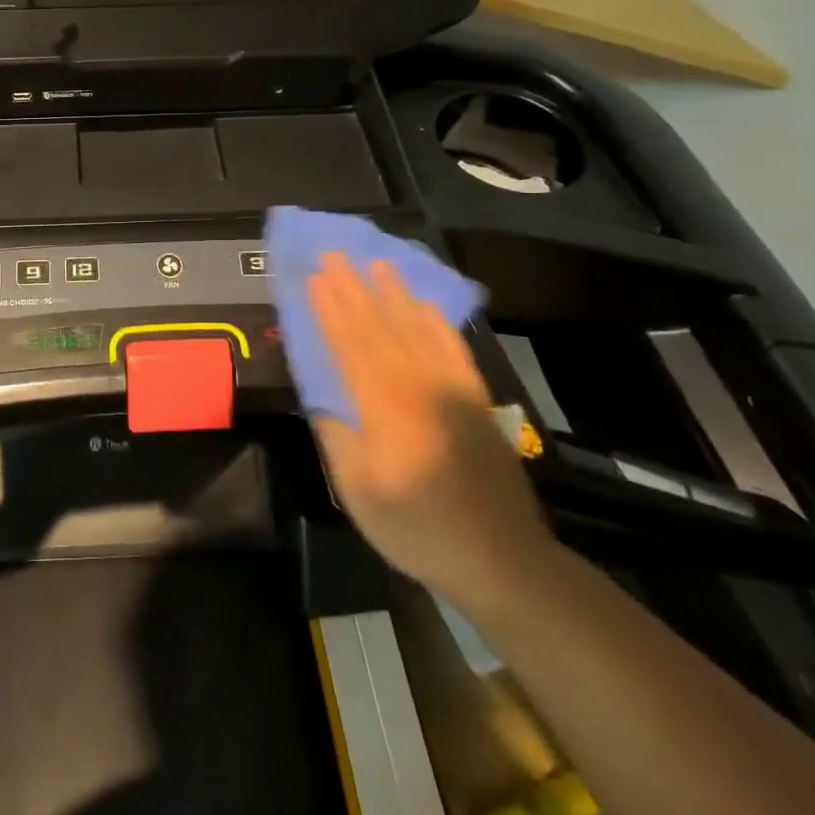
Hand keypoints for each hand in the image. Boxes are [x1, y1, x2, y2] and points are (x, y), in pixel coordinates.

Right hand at [308, 254, 556, 614]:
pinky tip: (424, 305)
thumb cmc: (418, 528)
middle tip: (334, 255)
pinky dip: (435, 321)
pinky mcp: (476, 399)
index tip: (313, 277)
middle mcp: (418, 386)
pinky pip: (452, 348)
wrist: (501, 559)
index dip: (329, 310)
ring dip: (393, 294)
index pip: (350, 346)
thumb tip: (322, 398)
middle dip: (354, 289)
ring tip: (376, 263)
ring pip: (417, 329)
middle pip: (380, 328)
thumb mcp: (359, 492)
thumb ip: (338, 438)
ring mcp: (452, 390)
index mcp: (384, 408)